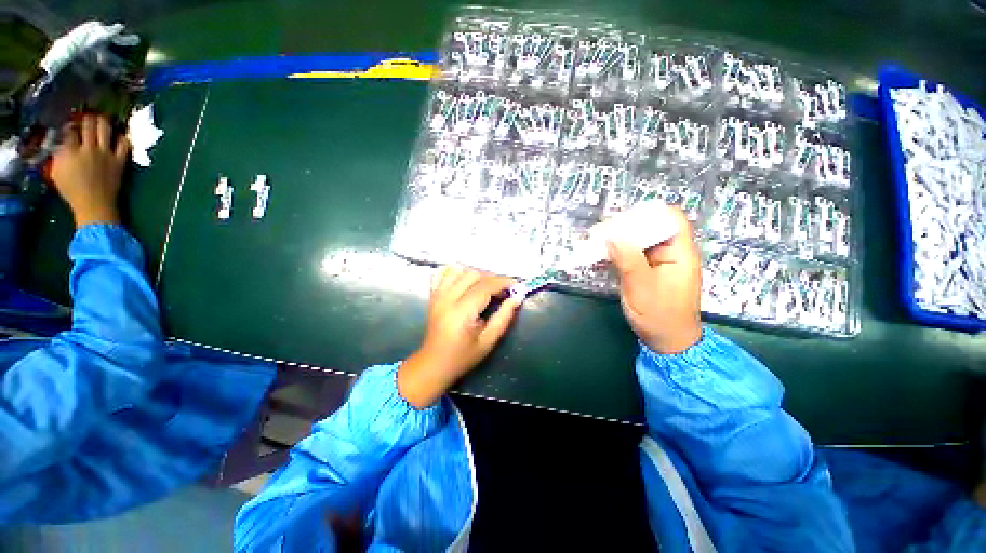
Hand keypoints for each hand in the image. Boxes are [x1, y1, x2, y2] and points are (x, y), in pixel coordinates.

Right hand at [50, 115, 129, 227]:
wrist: (95, 205)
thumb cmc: (72, 191)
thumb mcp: (57, 172)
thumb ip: (59, 155)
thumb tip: (62, 143)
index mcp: (70, 152)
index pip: (69, 130)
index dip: (70, 124)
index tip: (71, 124)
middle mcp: (88, 148)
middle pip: (89, 124)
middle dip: (88, 117)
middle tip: (88, 117)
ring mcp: (105, 153)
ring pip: (105, 128)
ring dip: (104, 121)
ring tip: (102, 120)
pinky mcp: (119, 160)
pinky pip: (124, 143)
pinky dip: (122, 136)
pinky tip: (119, 135)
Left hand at [398, 266, 519, 407]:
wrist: (434, 362)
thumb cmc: (463, 356)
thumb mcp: (488, 342)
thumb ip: (503, 318)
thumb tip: (517, 297)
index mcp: (461, 313)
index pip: (485, 287)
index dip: (503, 283)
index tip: (516, 286)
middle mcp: (447, 299)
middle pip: (473, 275)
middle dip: (492, 278)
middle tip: (503, 290)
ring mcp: (438, 295)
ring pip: (459, 270)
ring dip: (477, 274)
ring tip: (487, 286)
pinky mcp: (433, 295)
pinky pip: (443, 273)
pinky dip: (457, 271)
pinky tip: (466, 280)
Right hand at [607, 207, 702, 354]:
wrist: (666, 341)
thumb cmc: (659, 316)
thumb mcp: (641, 287)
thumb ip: (628, 259)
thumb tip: (612, 235)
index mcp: (680, 252)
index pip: (671, 218)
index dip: (648, 214)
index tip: (622, 220)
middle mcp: (671, 252)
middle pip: (651, 227)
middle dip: (626, 227)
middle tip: (601, 232)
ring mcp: (659, 262)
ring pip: (639, 240)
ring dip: (619, 239)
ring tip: (596, 240)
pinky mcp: (648, 270)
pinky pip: (633, 254)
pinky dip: (618, 252)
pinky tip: (602, 254)